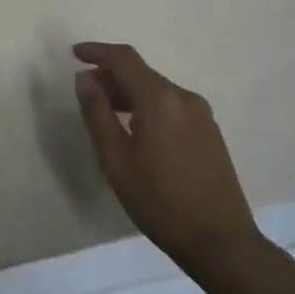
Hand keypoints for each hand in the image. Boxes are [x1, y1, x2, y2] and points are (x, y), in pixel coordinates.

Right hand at [73, 42, 262, 273]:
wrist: (220, 241)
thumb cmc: (160, 202)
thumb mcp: (116, 160)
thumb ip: (97, 113)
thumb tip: (85, 77)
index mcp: (160, 99)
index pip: (125, 59)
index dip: (98, 52)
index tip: (75, 54)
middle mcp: (184, 97)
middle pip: (141, 73)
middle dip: (111, 76)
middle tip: (85, 92)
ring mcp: (201, 114)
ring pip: (157, 90)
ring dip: (129, 93)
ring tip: (105, 113)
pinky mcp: (209, 131)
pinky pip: (171, 105)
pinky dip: (147, 106)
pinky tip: (135, 130)